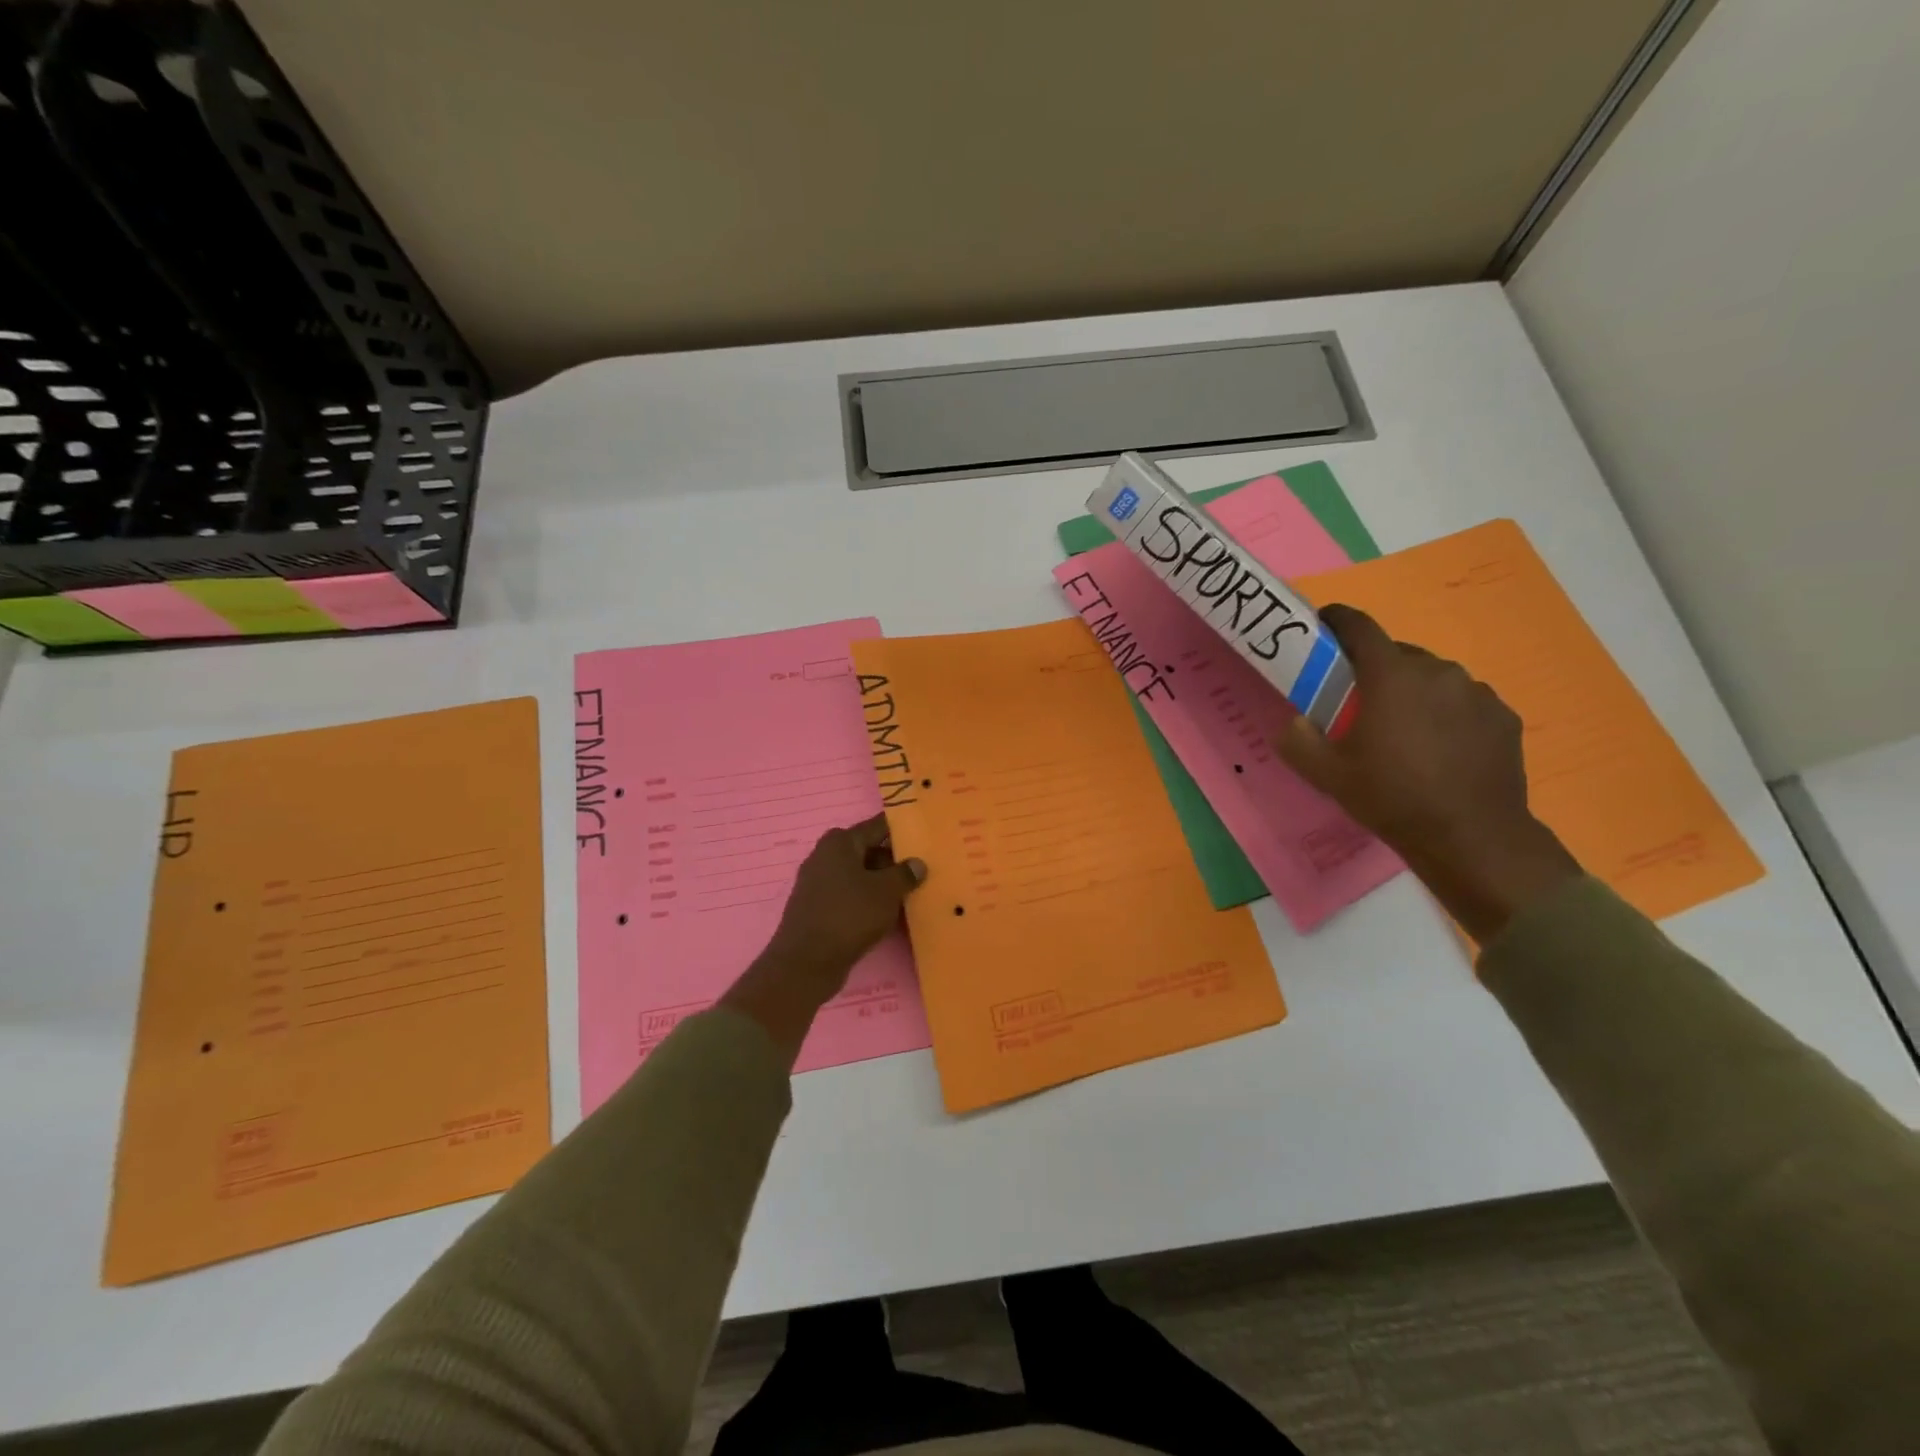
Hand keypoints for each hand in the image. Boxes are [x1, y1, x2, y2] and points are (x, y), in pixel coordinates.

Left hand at [720, 816, 924, 1060]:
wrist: (806, 963)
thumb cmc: (849, 916)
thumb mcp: (886, 892)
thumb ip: (905, 874)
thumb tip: (917, 863)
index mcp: (840, 842)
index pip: (877, 826)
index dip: (901, 830)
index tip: (924, 836)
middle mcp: (825, 856)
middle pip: (868, 851)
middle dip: (894, 861)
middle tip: (922, 871)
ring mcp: (818, 883)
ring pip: (859, 876)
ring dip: (882, 884)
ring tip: (910, 894)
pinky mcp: (817, 908)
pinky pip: (849, 896)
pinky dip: (867, 901)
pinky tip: (887, 915)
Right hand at [1278, 604, 1579, 941]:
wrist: (1472, 837)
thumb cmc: (1392, 798)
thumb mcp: (1327, 775)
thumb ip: (1298, 741)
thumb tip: (1293, 722)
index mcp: (1391, 676)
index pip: (1359, 626)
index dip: (1337, 620)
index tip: (1322, 626)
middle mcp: (1437, 671)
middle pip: (1396, 654)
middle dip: (1374, 669)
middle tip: (1359, 703)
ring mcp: (1476, 692)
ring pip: (1432, 678)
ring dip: (1413, 692)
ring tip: (1403, 731)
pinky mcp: (1502, 716)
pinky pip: (1464, 702)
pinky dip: (1446, 713)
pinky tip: (1440, 748)